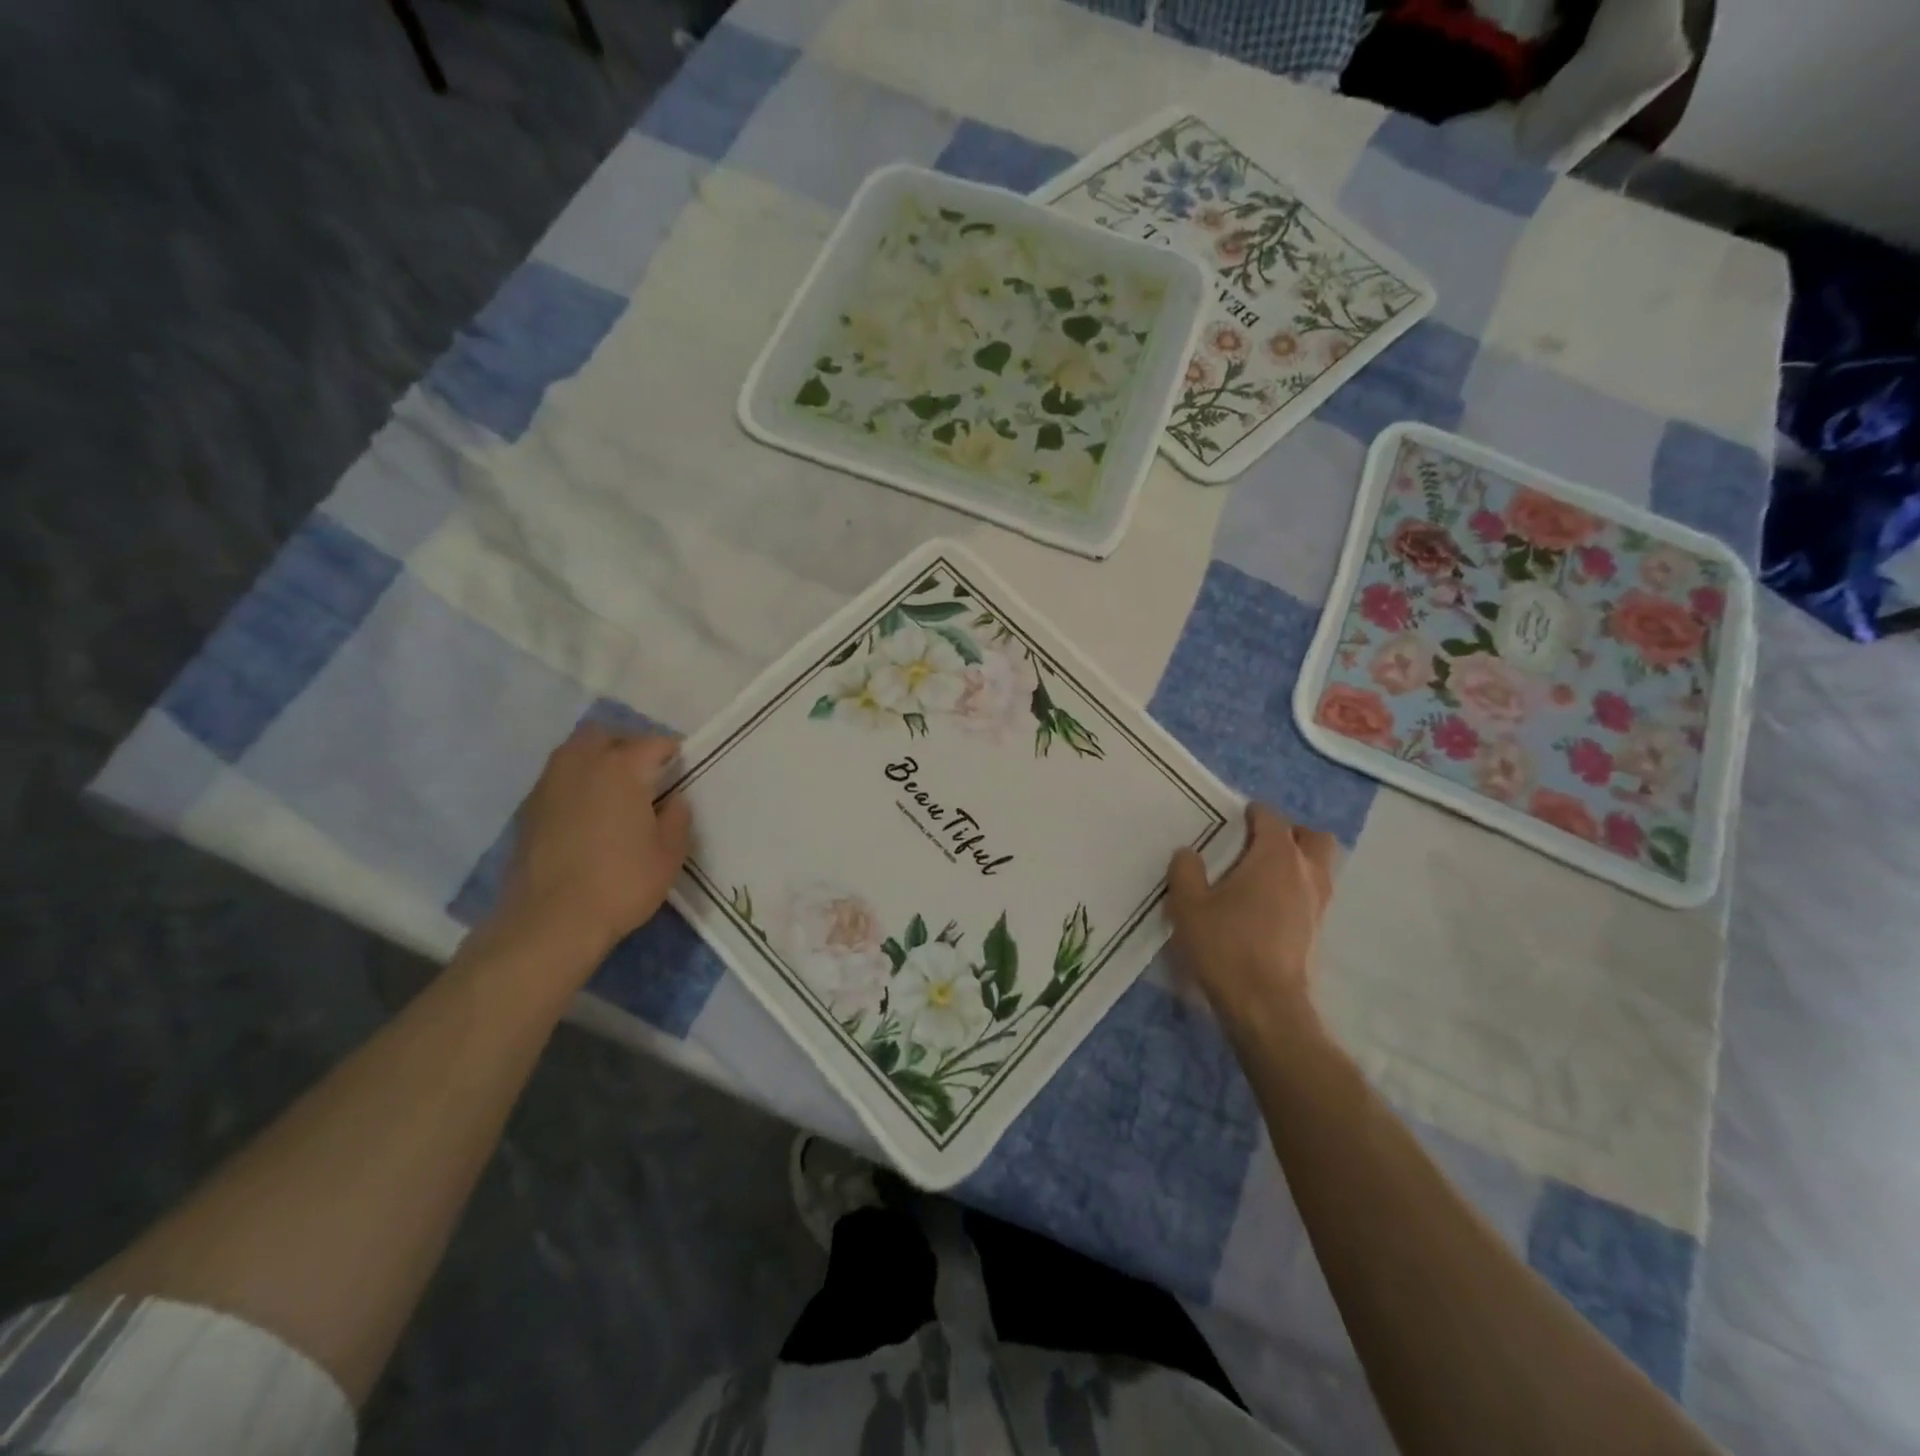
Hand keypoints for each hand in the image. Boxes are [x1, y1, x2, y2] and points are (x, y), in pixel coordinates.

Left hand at [492, 727, 692, 967]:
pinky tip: (587, 813)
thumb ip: (676, 819)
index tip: (681, 764)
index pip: (652, 743)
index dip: (670, 750)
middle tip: (644, 769)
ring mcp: (549, 785)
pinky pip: (557, 779)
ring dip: (596, 760)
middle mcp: (582, 765)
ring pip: (574, 753)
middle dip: (625, 744)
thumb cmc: (621, 883)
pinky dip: (575, 784)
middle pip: (603, 734)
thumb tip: (673, 800)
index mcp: (622, 769)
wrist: (550, 922)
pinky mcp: (528, 810)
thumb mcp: (669, 855)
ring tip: (614, 789)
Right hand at [1167, 804, 1336, 1044]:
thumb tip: (1188, 853)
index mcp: (1275, 857)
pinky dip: (1296, 889)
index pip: (1272, 819)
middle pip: (1313, 838)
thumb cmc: (1226, 945)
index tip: (1237, 816)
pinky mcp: (1318, 931)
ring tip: (1263, 874)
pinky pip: (1313, 894)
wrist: (1265, 1004)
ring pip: (1319, 867)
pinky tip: (1268, 905)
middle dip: (1290, 833)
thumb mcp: (1188, 905)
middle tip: (1258, 843)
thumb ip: (1186, 872)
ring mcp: (1317, 904)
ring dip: (1297, 862)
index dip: (1254, 813)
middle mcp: (1305, 873)